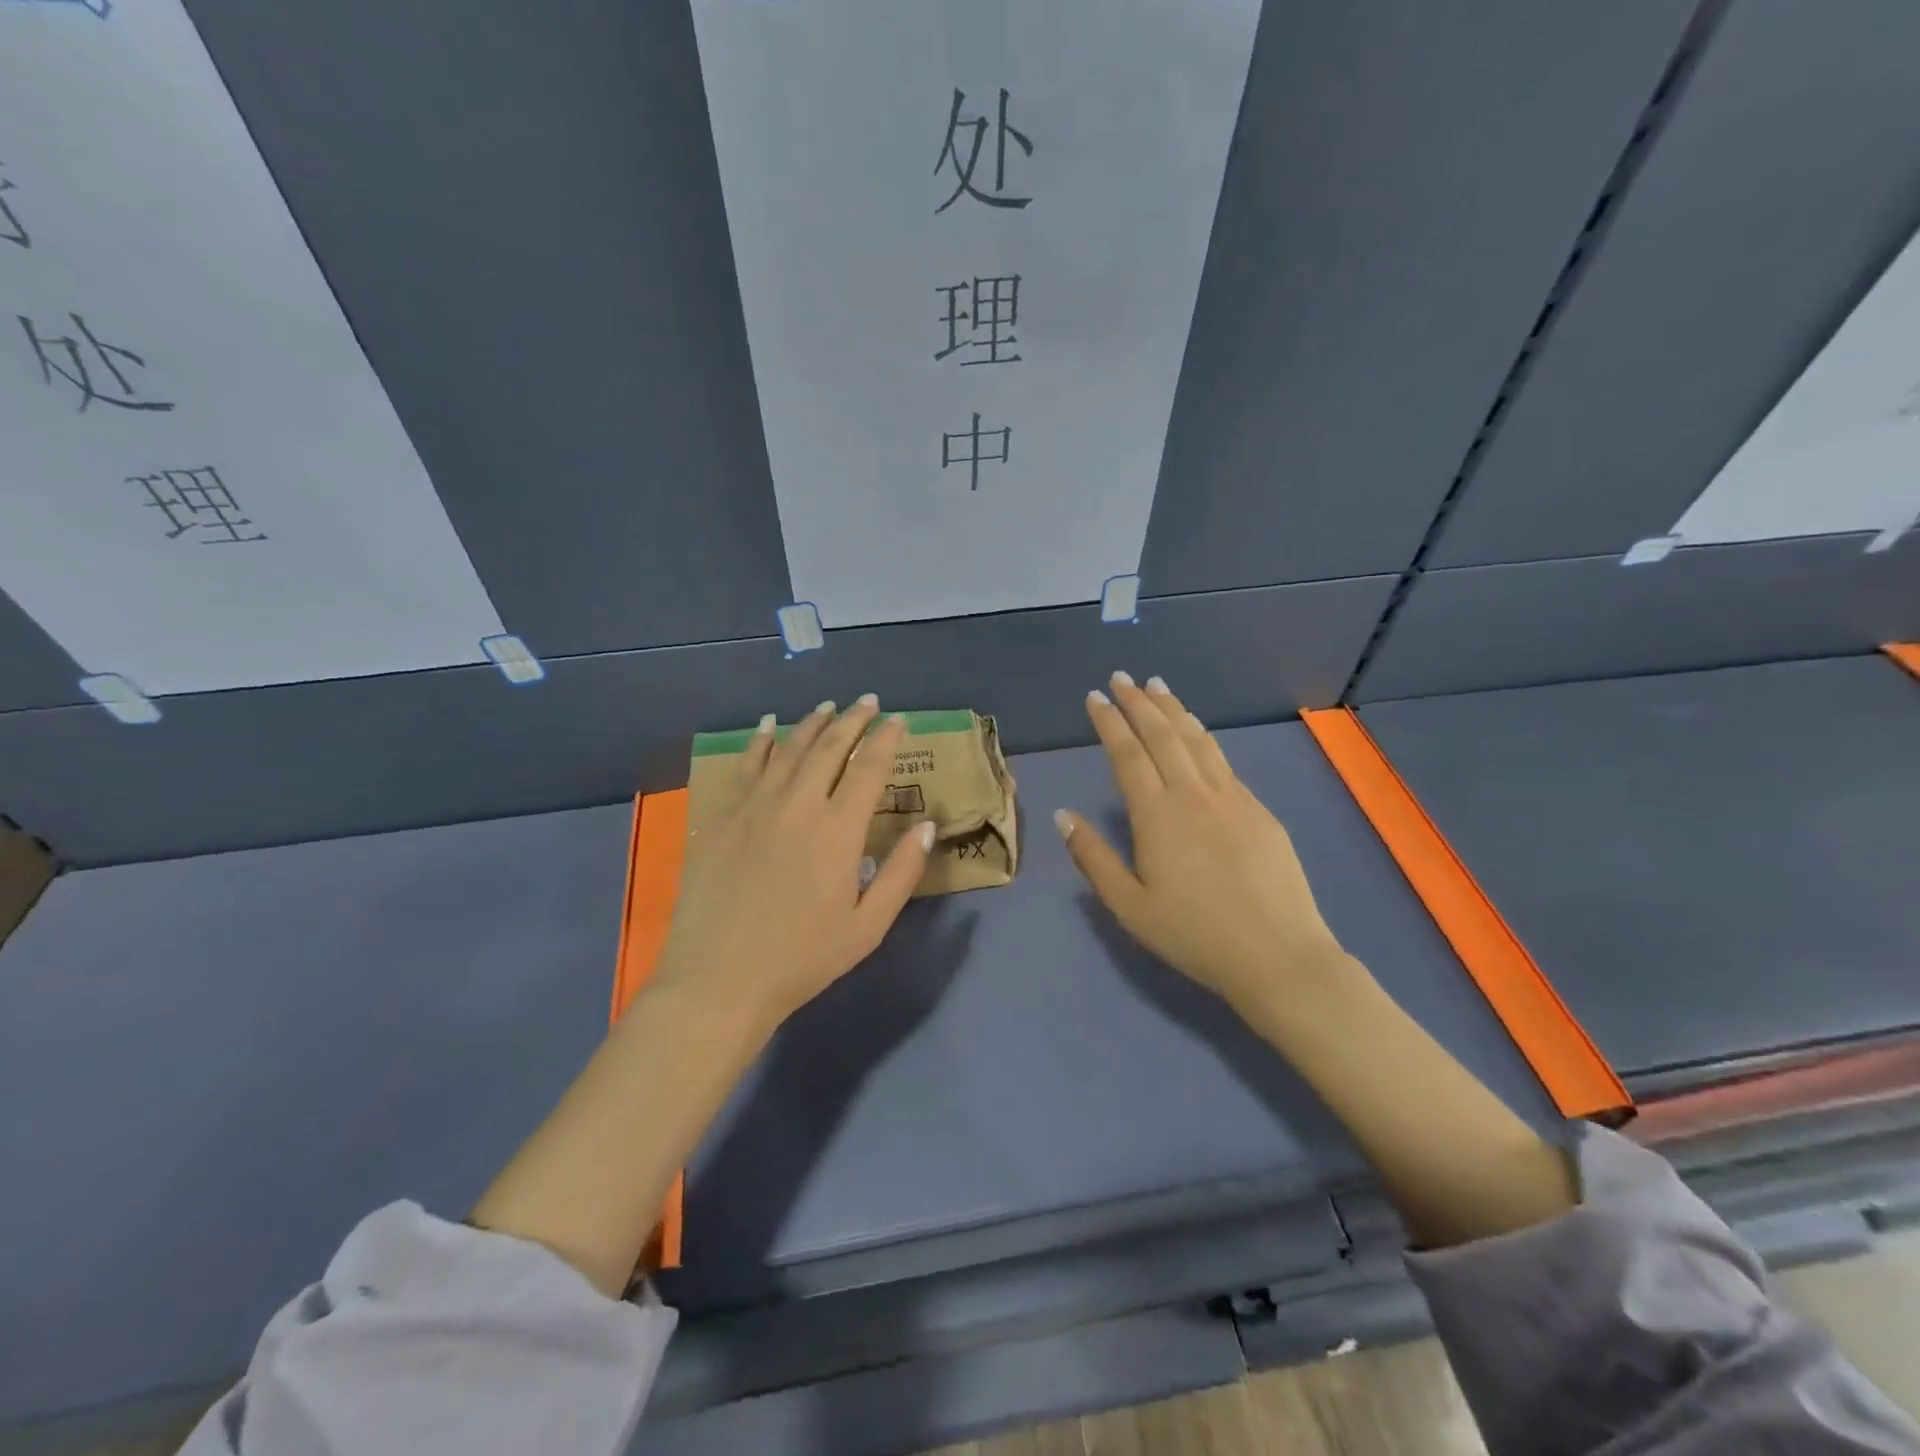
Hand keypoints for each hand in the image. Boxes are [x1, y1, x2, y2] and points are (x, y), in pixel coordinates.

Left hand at [651, 695, 934, 1034]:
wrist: (719, 981)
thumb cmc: (802, 958)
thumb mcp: (868, 926)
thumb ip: (902, 873)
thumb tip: (927, 826)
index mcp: (838, 830)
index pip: (868, 768)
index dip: (886, 739)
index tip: (899, 720)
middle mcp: (798, 805)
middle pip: (830, 747)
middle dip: (853, 720)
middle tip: (868, 702)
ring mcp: (754, 807)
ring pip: (788, 749)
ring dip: (812, 723)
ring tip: (829, 707)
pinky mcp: (722, 818)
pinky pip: (746, 766)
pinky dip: (760, 741)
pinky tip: (768, 726)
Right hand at [1056, 673, 1347, 1015]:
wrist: (1279, 956)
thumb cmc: (1194, 935)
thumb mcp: (1129, 907)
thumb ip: (1094, 858)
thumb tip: (1064, 816)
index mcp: (1157, 815)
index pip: (1127, 754)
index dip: (1110, 722)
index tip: (1096, 697)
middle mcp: (1193, 794)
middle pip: (1163, 735)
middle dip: (1139, 702)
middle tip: (1122, 678)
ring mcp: (1231, 798)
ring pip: (1197, 740)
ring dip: (1174, 709)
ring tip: (1157, 686)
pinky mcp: (1258, 810)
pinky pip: (1222, 760)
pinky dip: (1202, 736)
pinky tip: (1197, 732)